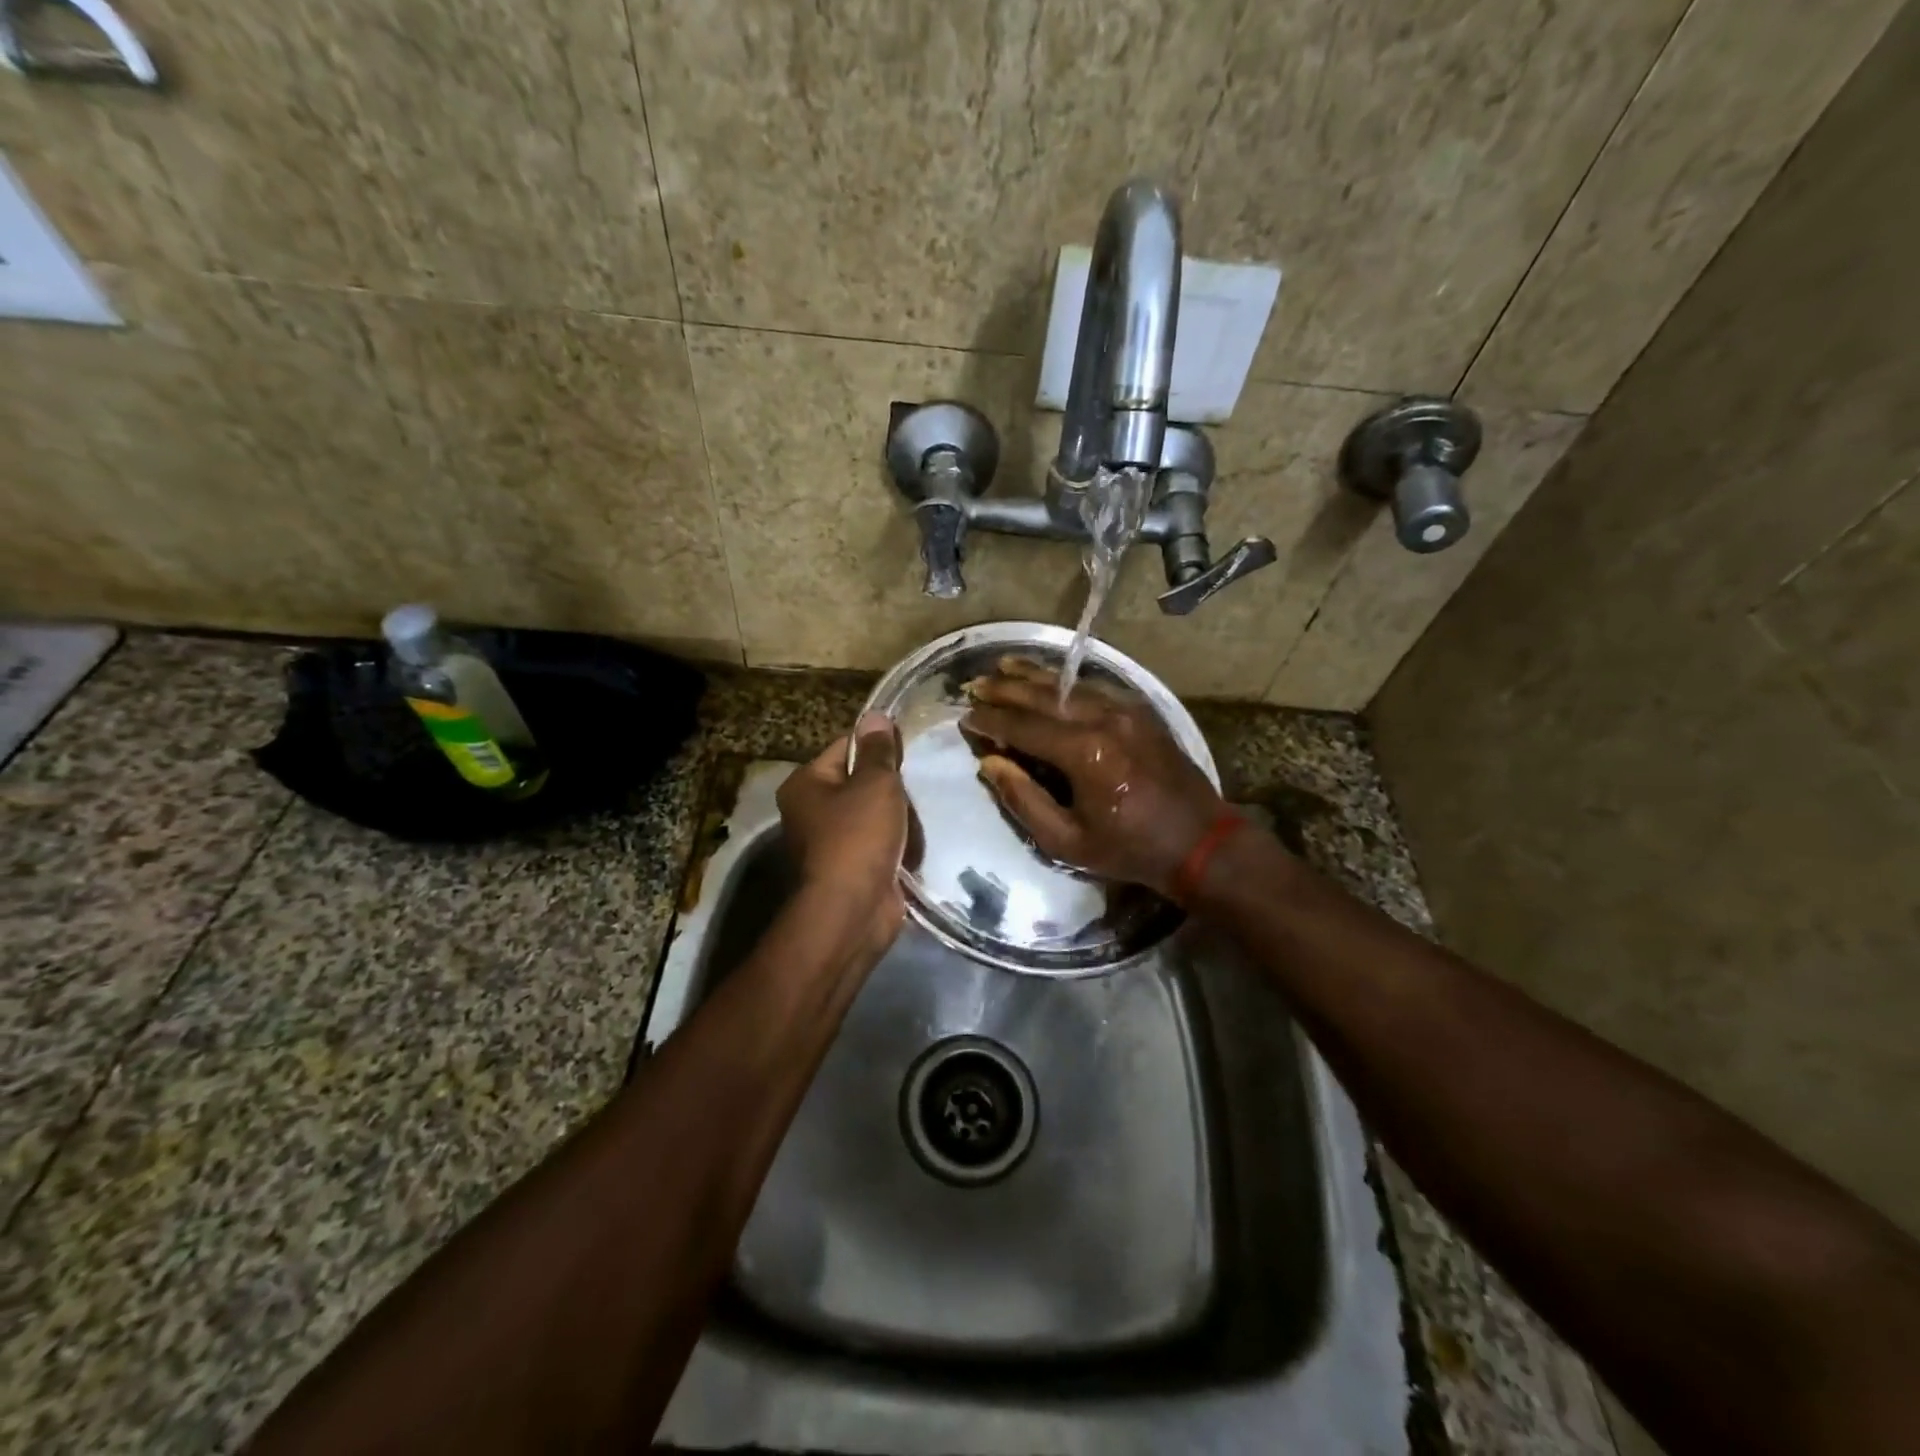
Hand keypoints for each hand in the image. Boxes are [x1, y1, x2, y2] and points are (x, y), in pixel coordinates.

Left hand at [777, 712, 908, 960]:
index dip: (877, 747)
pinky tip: (914, 846)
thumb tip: (875, 715)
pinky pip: (878, 845)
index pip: (845, 748)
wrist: (852, 911)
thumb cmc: (858, 837)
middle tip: (914, 792)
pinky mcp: (849, 870)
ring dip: (897, 819)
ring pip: (873, 815)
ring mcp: (829, 844)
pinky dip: (896, 845)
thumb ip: (878, 750)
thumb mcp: (874, 784)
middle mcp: (809, 811)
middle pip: (859, 782)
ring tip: (917, 822)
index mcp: (806, 784)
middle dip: (890, 789)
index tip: (907, 754)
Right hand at [963, 658, 1224, 897]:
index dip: (990, 720)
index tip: (965, 717)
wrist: (1199, 841)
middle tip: (975, 684)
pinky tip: (1050, 679)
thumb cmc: (1129, 849)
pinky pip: (1095, 687)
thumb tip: (990, 763)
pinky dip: (1066, 682)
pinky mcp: (1141, 711)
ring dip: (1033, 676)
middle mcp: (1104, 719)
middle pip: (1044, 695)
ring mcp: (1126, 710)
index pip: (1023, 726)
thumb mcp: (1066, 841)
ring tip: (1004, 667)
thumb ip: (1023, 799)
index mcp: (1084, 753)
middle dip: (1005, 689)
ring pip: (1070, 684)